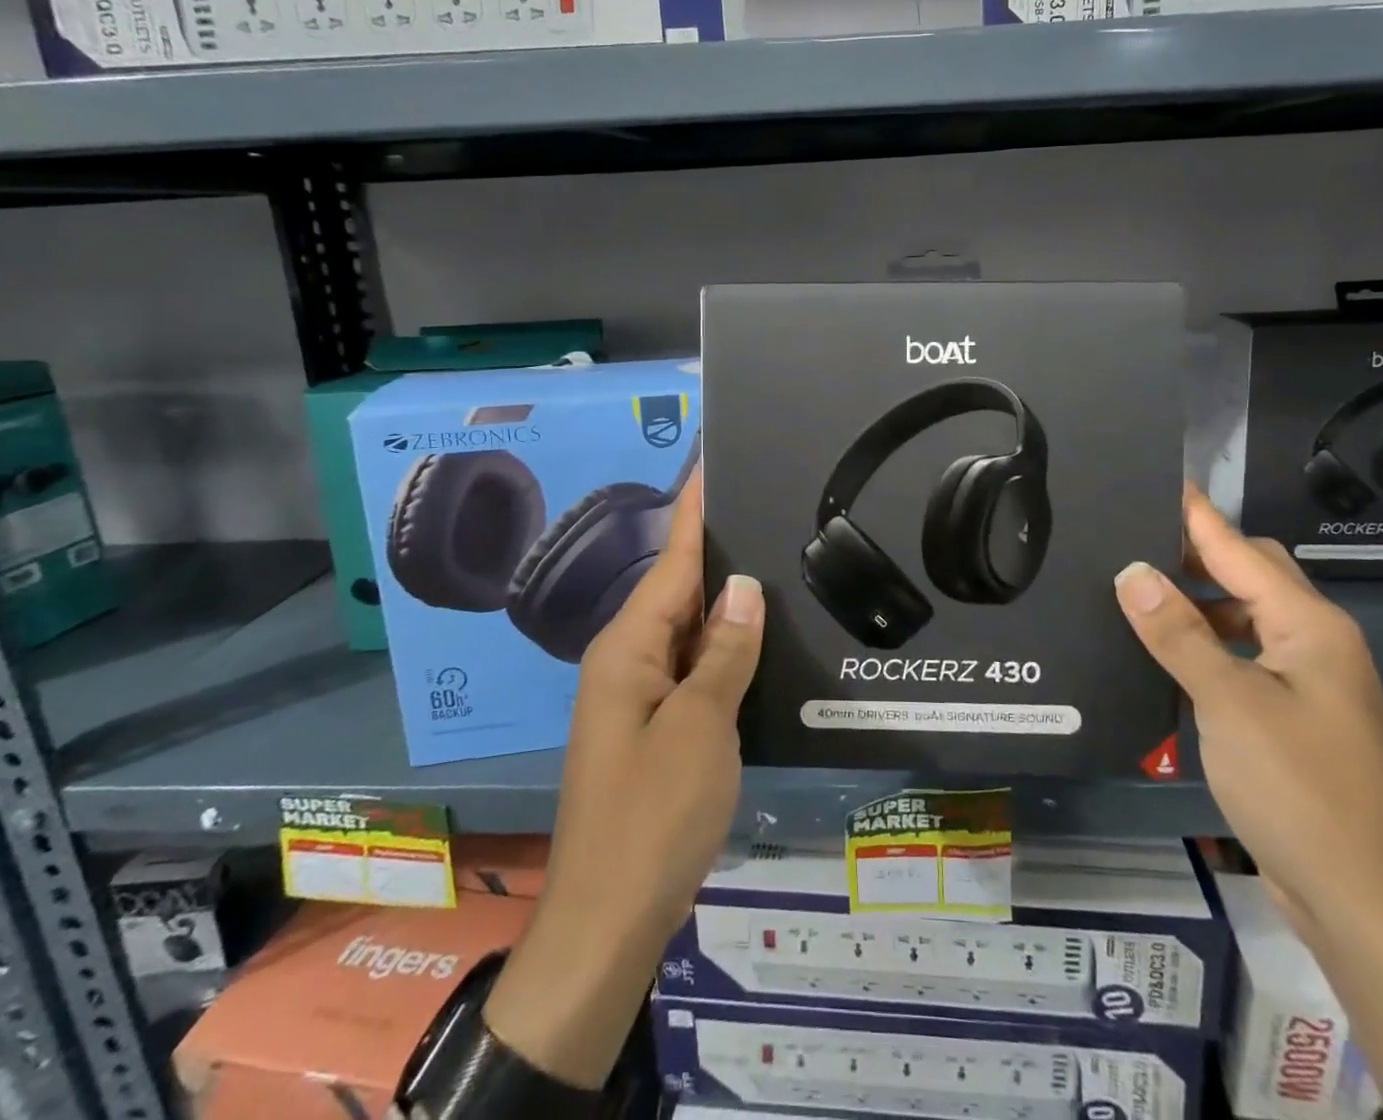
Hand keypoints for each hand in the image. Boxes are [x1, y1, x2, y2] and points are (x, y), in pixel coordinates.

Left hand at [486, 470, 763, 1086]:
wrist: (607, 922)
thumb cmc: (652, 817)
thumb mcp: (701, 727)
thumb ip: (724, 651)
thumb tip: (743, 585)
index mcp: (629, 647)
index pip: (675, 559)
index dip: (697, 509)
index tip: (715, 460)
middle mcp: (629, 659)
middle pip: (681, 587)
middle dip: (721, 546)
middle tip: (769, 504)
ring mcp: (641, 694)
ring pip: (691, 628)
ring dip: (727, 597)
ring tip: (776, 554)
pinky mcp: (658, 726)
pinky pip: (695, 665)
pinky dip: (726, 645)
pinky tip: (760, 634)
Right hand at [1112, 485, 1382, 947]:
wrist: (1364, 902)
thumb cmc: (1299, 789)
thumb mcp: (1228, 703)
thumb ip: (1178, 633)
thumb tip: (1132, 571)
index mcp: (1310, 627)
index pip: (1240, 550)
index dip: (1196, 515)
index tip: (1158, 482)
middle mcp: (1316, 644)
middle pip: (1252, 576)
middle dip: (1197, 553)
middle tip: (1133, 539)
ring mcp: (1310, 684)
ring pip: (1247, 618)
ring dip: (1199, 602)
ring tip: (1138, 592)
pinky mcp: (1297, 719)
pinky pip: (1244, 657)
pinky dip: (1208, 644)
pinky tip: (1168, 655)